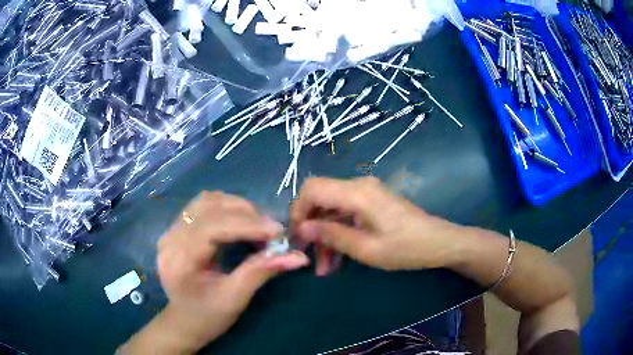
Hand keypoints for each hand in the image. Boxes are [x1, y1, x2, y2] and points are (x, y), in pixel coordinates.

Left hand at [122, 192, 308, 353]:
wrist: (184, 321)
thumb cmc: (208, 317)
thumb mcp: (235, 299)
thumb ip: (262, 272)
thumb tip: (298, 256)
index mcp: (179, 261)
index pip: (211, 228)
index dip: (247, 225)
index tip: (278, 231)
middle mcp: (170, 238)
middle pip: (209, 208)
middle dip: (246, 214)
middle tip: (273, 230)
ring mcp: (171, 230)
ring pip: (207, 201)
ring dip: (237, 207)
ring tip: (259, 224)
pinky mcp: (177, 227)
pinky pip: (203, 206)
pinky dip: (226, 208)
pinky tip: (241, 220)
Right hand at [291, 177, 461, 272]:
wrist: (439, 242)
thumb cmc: (406, 248)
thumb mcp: (366, 248)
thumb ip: (332, 235)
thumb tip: (301, 228)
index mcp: (357, 192)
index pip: (312, 189)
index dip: (298, 211)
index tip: (296, 238)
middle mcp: (359, 186)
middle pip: (320, 200)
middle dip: (310, 228)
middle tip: (308, 257)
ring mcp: (366, 194)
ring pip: (332, 211)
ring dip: (325, 237)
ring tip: (324, 268)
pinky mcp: (372, 203)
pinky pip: (346, 215)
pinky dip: (338, 233)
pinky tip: (337, 259)